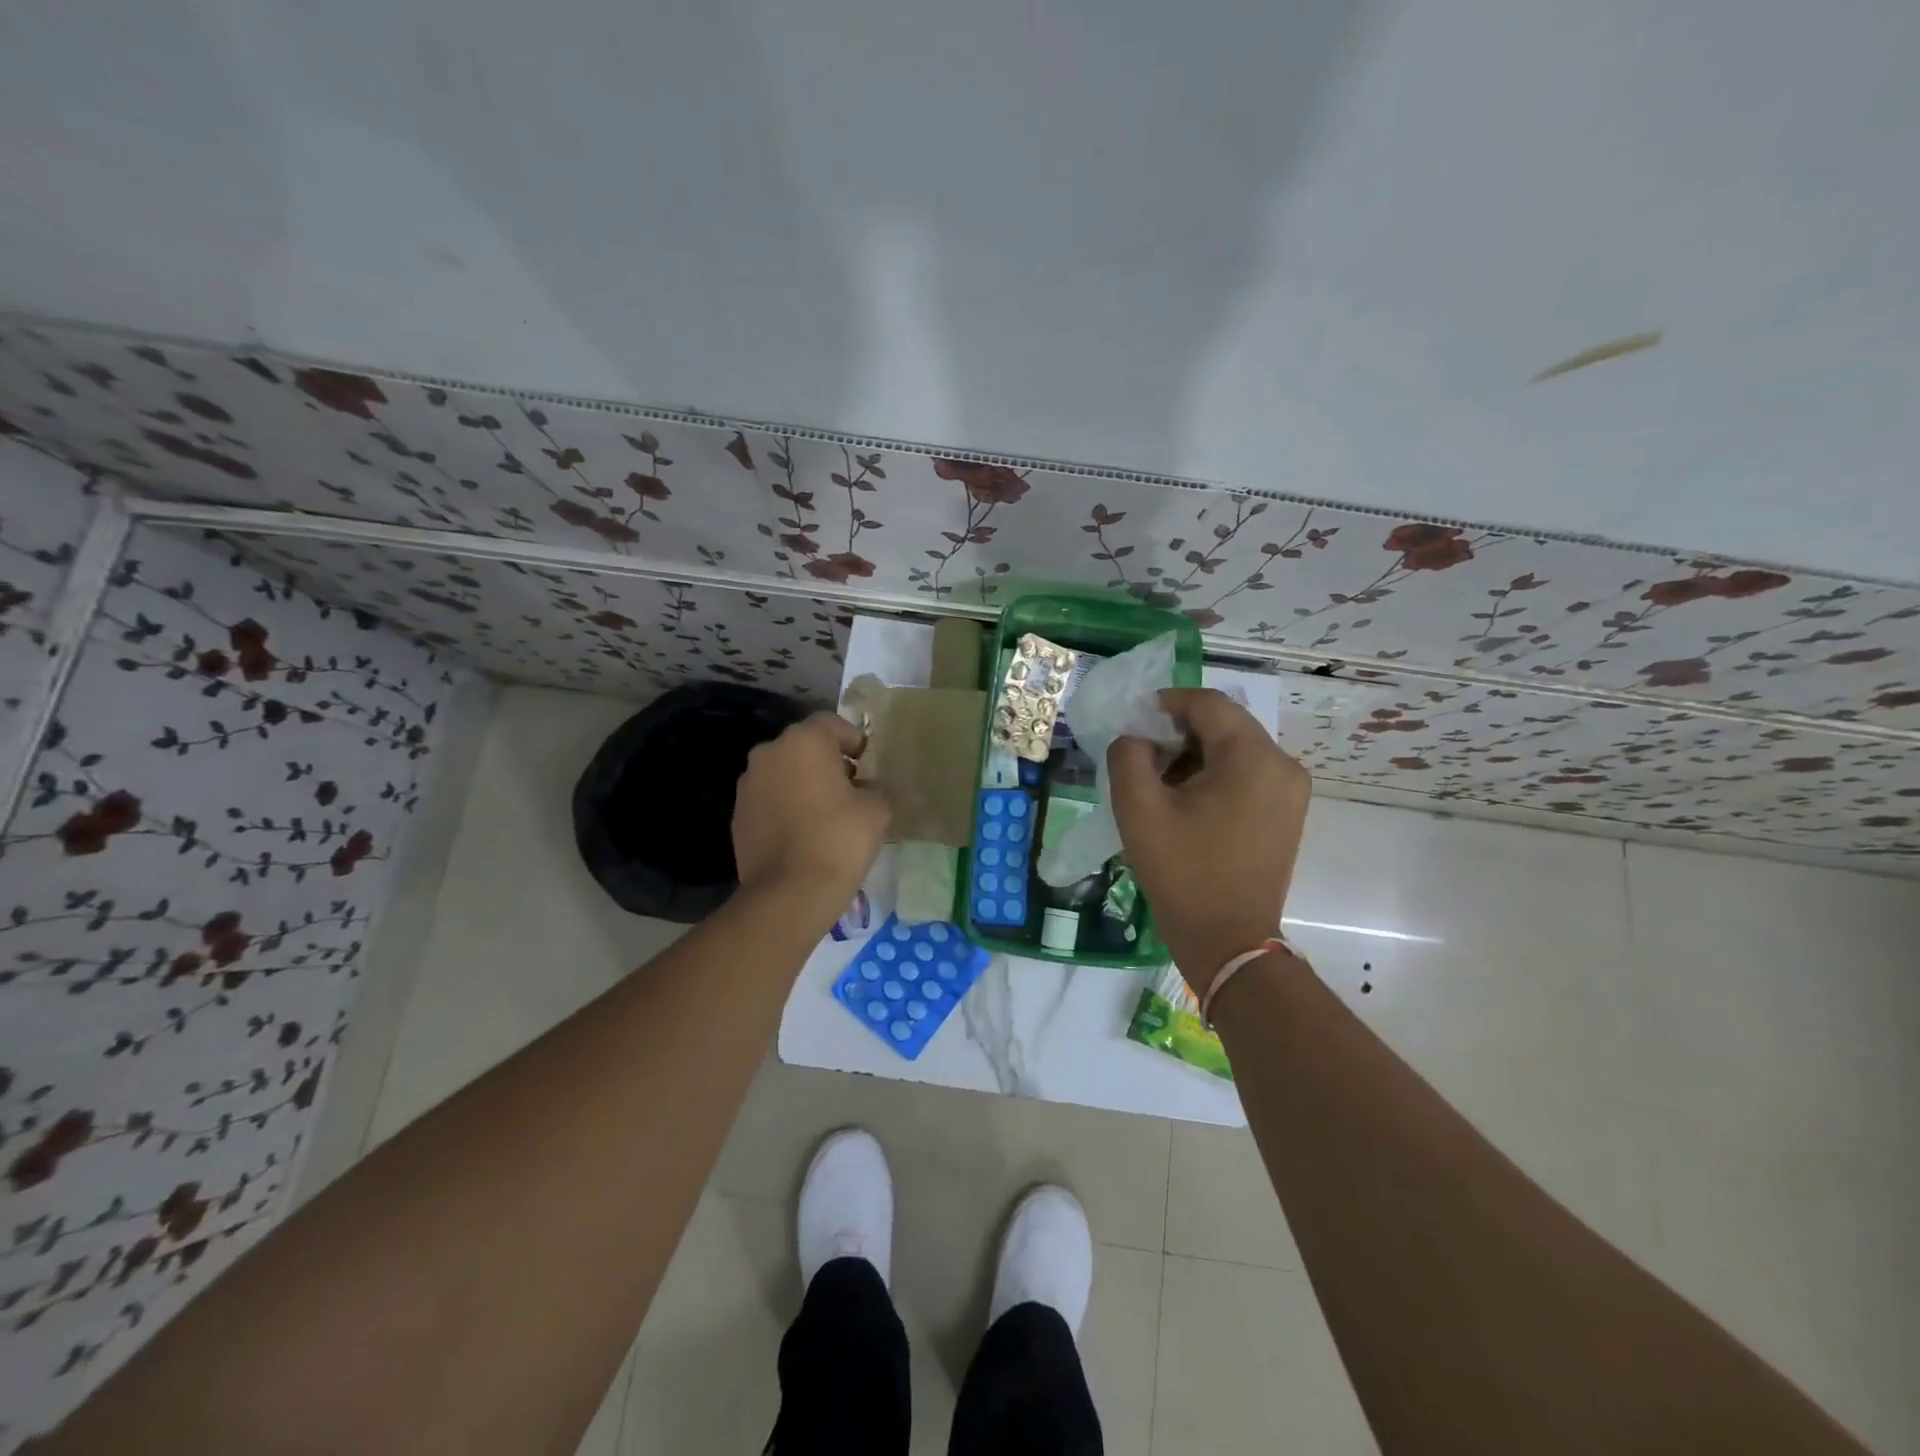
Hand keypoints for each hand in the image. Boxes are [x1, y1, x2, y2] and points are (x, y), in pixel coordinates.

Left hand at [733, 712, 889, 909]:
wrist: (789, 892)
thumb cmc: (839, 839)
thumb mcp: (877, 809)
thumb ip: (872, 788)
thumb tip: (862, 790)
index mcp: (804, 741)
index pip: (831, 723)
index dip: (853, 740)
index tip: (866, 764)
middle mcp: (769, 752)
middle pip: (804, 746)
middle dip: (826, 761)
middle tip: (849, 788)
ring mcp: (748, 784)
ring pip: (783, 772)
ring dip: (802, 783)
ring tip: (824, 814)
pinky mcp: (737, 814)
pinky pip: (769, 799)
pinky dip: (785, 807)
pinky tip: (802, 834)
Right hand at [1108, 688, 1310, 992]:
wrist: (1228, 942)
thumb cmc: (1183, 872)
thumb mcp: (1139, 809)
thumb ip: (1129, 756)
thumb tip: (1136, 738)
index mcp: (1253, 757)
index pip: (1207, 704)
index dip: (1165, 703)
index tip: (1132, 722)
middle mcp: (1283, 765)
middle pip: (1224, 724)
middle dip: (1179, 732)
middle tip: (1142, 756)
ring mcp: (1291, 791)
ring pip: (1236, 749)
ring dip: (1195, 755)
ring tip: (1160, 783)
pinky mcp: (1287, 814)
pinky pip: (1248, 774)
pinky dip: (1215, 775)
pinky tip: (1187, 803)